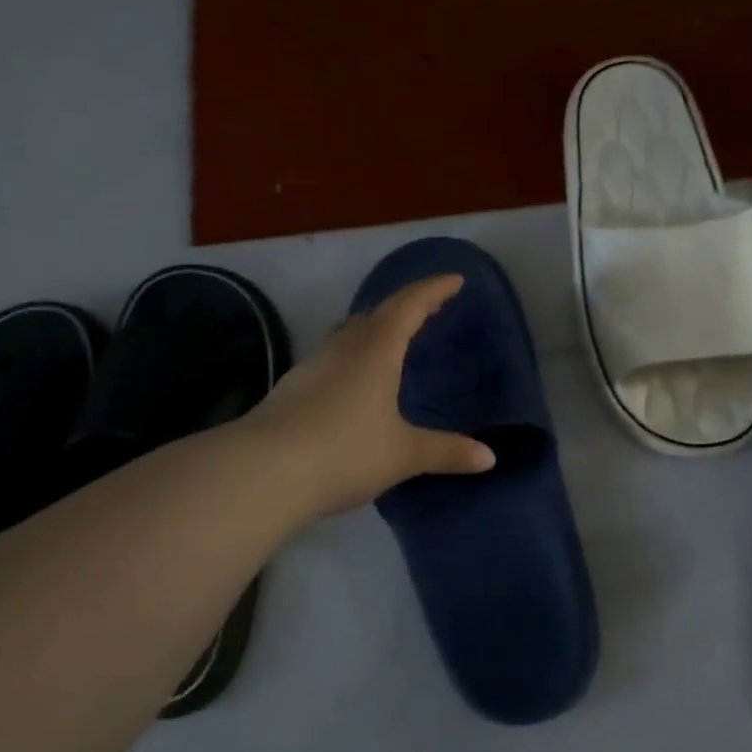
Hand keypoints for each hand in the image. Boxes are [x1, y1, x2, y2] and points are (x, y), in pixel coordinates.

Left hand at [248, 275, 494, 515]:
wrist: (262, 472)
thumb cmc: (344, 451)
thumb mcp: (403, 454)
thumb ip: (446, 451)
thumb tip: (489, 457)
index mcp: (375, 350)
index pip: (409, 306)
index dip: (434, 290)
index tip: (455, 280)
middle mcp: (343, 348)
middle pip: (377, 314)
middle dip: (405, 306)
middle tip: (428, 309)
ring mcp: (312, 366)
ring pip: (349, 334)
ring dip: (375, 329)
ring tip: (394, 340)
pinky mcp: (292, 389)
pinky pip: (333, 359)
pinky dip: (354, 356)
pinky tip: (356, 382)